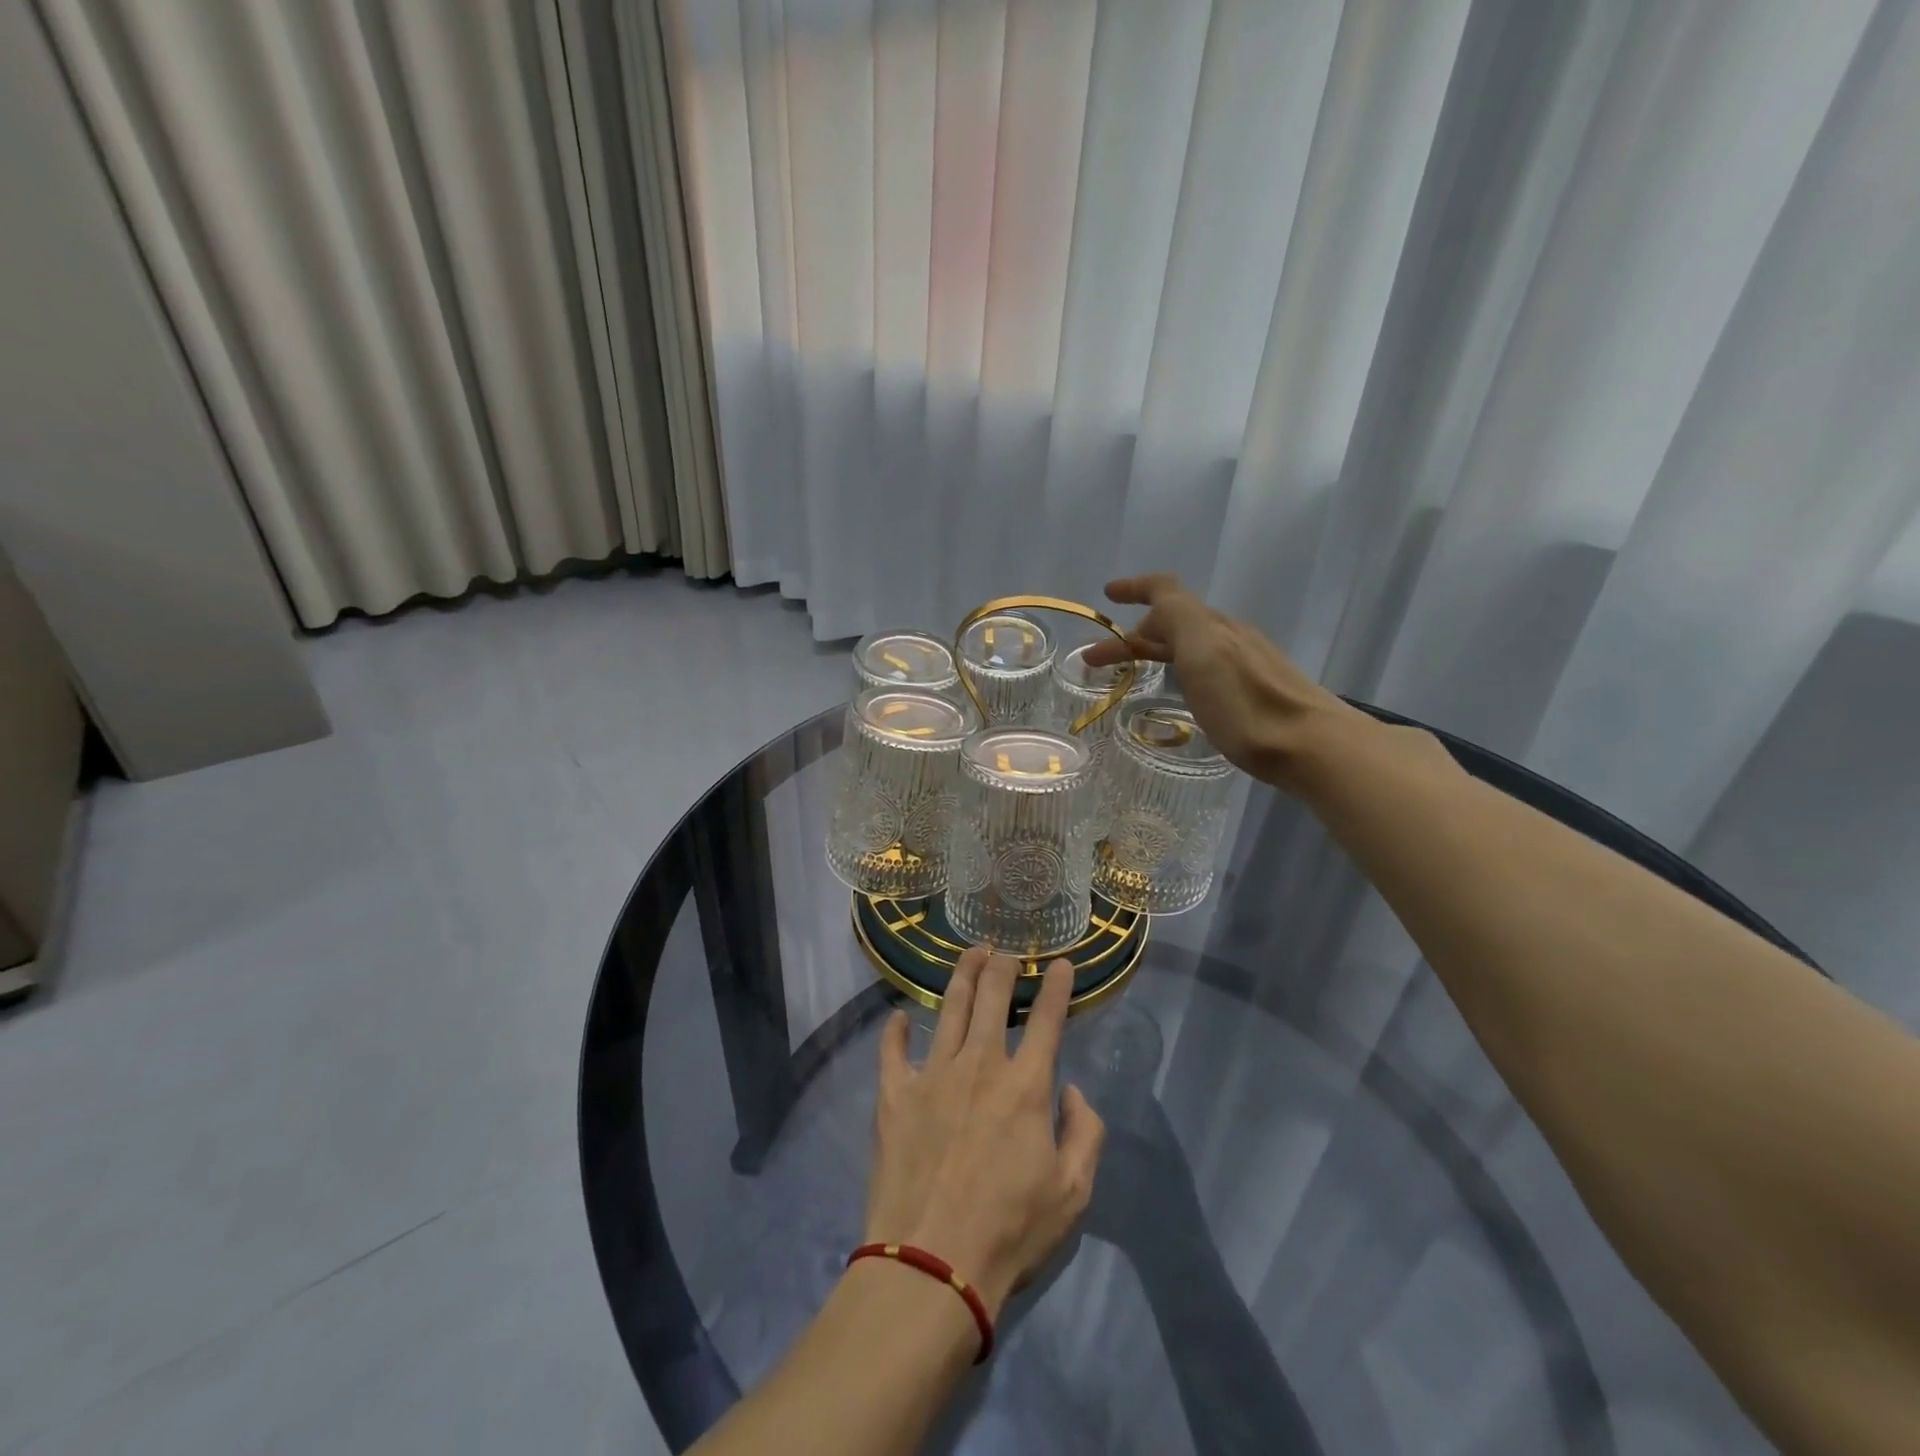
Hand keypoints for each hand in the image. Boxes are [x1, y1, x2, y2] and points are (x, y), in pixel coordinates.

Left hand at [864, 948, 1105, 1319]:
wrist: (931, 1264)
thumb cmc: (1009, 1232)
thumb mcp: (1072, 1194)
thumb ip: (1085, 1134)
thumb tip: (1073, 1092)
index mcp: (1024, 1086)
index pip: (1048, 1020)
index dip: (1057, 986)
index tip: (1062, 962)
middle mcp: (979, 1065)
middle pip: (992, 998)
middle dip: (1002, 966)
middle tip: (1005, 950)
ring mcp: (932, 1075)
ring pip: (949, 1009)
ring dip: (962, 976)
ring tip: (971, 954)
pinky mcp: (894, 1094)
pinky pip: (892, 1050)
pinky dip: (895, 1030)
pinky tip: (898, 1017)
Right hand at [1082, 572, 1356, 789]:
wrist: (1311, 746)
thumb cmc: (1246, 703)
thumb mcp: (1203, 651)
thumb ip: (1177, 616)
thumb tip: (1152, 608)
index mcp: (1210, 625)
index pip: (1167, 591)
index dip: (1135, 588)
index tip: (1107, 594)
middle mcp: (1228, 636)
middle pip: (1175, 621)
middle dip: (1132, 634)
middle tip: (1096, 661)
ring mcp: (1244, 663)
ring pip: (1189, 644)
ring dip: (1154, 650)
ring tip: (1130, 674)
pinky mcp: (1253, 691)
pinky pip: (1204, 665)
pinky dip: (1178, 667)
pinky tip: (1179, 690)